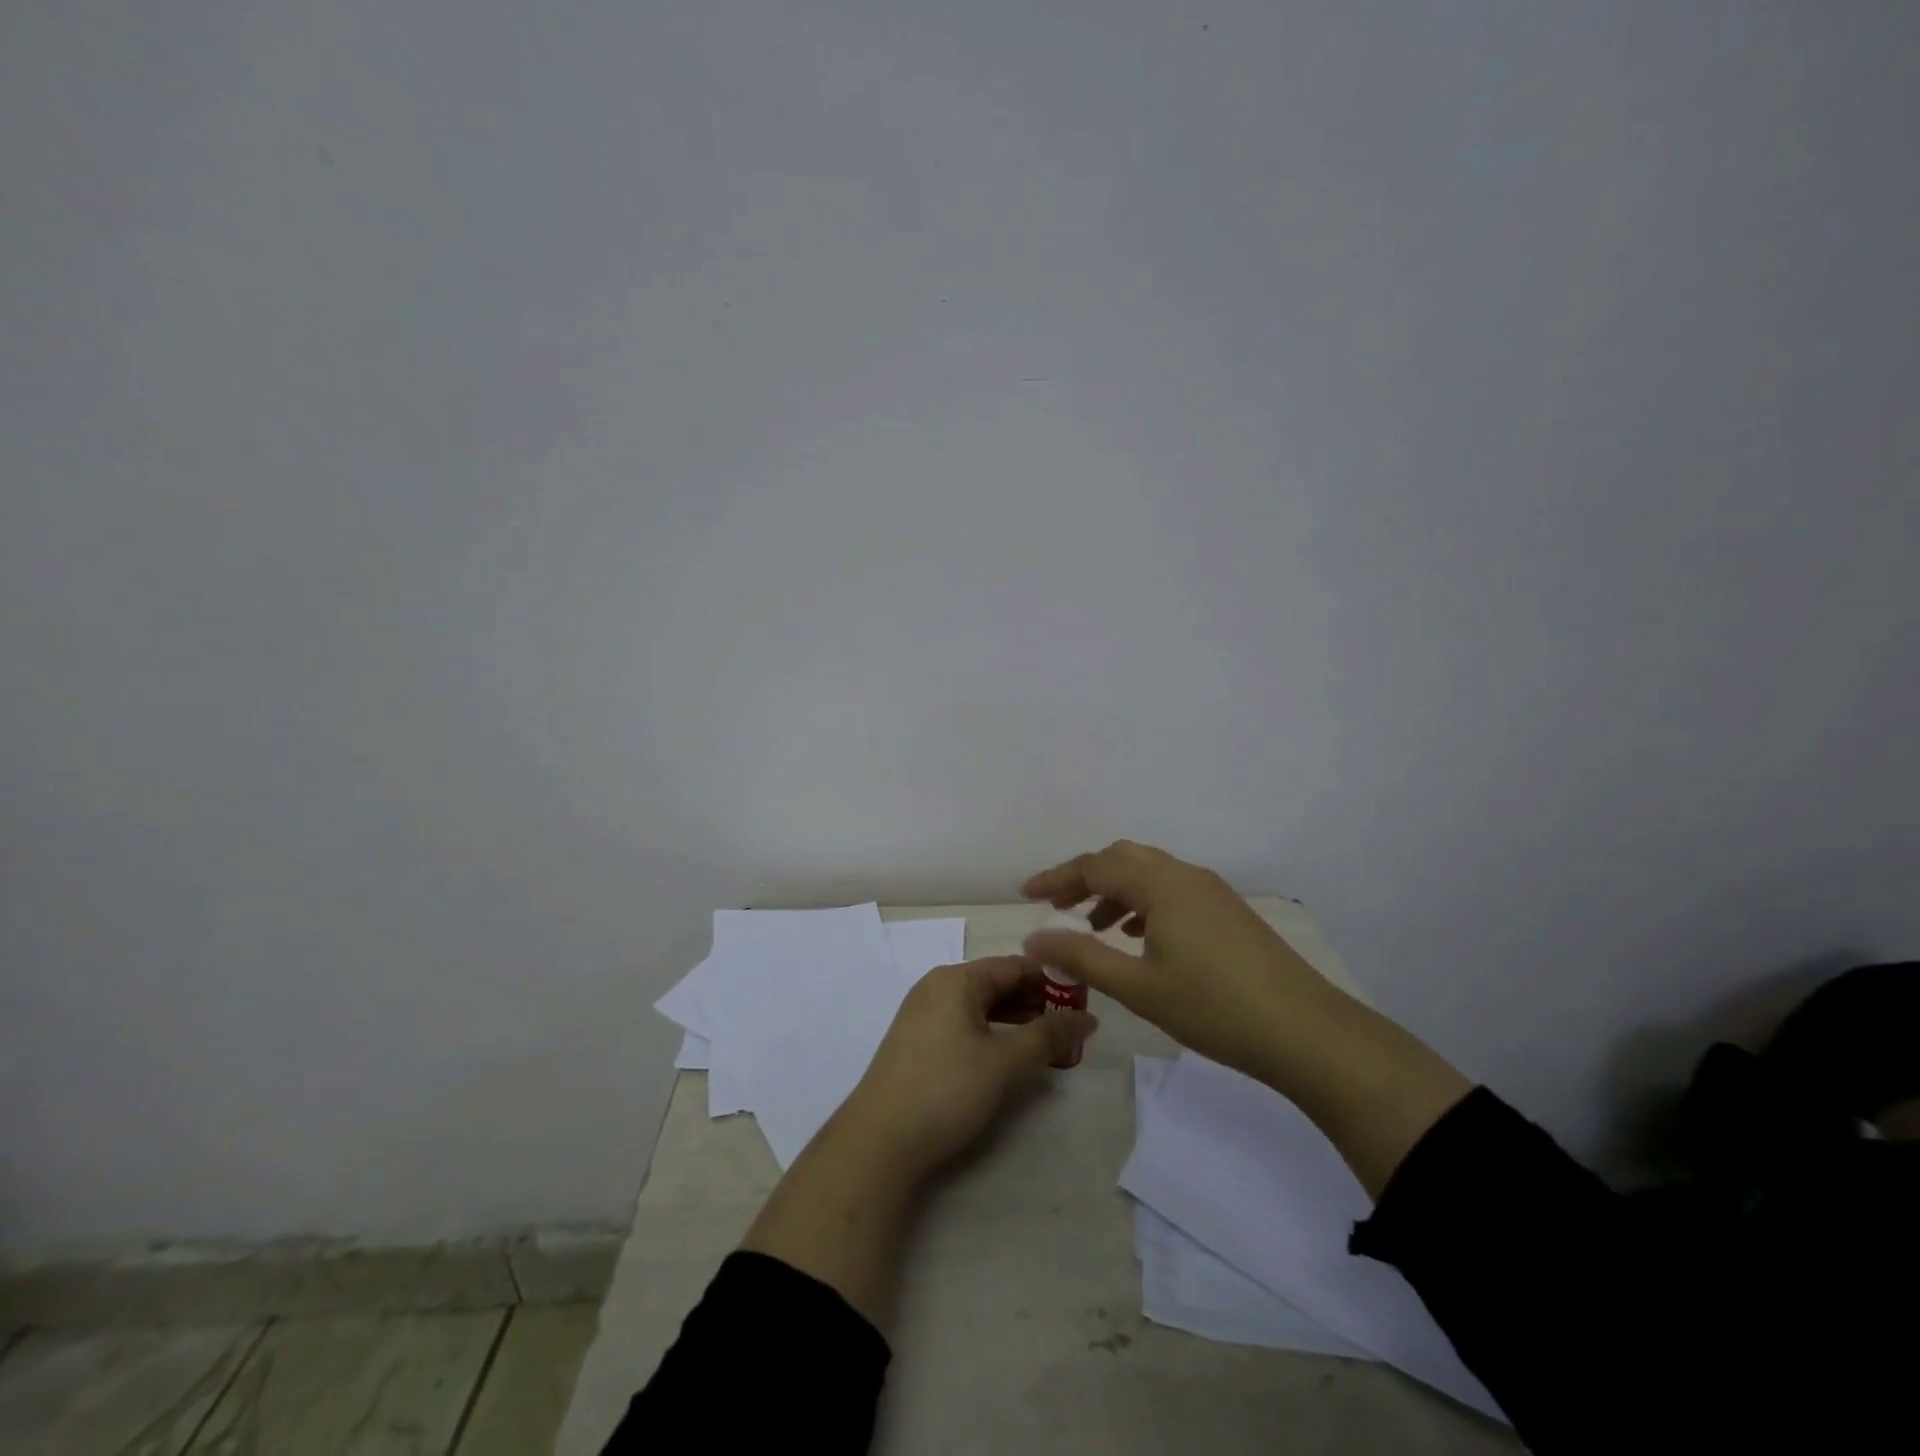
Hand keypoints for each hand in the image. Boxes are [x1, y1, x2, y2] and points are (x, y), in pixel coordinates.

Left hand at [837, 956, 1097, 1180]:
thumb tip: (1089, 1018)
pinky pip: (965, 1024)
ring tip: (1051, 1043)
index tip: (1086, 1000)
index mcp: (956, 979)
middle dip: (1037, 1002)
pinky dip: (993, 1033)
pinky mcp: (918, 1042)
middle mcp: (938, 987)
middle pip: (997, 983)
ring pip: (981, 1006)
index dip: (1053, 980)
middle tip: (1075, 1027)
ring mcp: (924, 1014)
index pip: (1015, 966)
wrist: (879, 1141)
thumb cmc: (946, 1089)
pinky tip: (1012, 1055)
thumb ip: (1048, 1036)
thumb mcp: (1004, 1062)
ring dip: (1017, 1020)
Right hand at [1021, 840, 1337, 1086]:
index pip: (1096, 866)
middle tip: (1057, 908)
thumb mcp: (1138, 986)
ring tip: (1092, 926)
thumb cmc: (1214, 1007)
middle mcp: (1186, 874)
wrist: (1306, 1032)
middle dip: (1085, 878)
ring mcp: (1211, 891)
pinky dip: (1143, 902)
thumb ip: (1081, 957)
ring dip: (1115, 891)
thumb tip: (1033, 939)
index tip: (1025, 896)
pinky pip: (1172, 890)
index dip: (1056, 878)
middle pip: (1123, 859)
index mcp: (1161, 884)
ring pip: (1149, 873)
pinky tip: (1138, 936)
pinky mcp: (1227, 911)